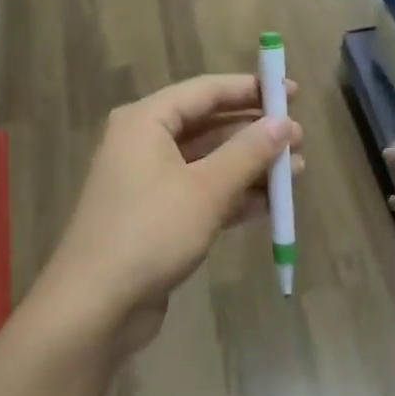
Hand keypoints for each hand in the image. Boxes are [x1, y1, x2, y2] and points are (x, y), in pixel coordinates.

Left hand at [42, 74, 302, 355]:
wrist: (95, 306)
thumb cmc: (150, 231)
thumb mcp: (206, 189)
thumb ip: (248, 152)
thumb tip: (284, 123)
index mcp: (145, 121)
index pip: (205, 91)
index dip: (250, 89)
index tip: (291, 92)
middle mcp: (144, 143)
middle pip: (208, 124)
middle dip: (254, 131)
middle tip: (299, 137)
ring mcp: (149, 182)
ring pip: (208, 162)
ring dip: (250, 166)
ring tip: (296, 171)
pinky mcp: (156, 216)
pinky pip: (201, 192)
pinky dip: (234, 195)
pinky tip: (272, 204)